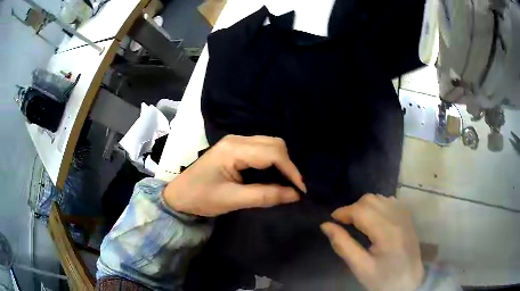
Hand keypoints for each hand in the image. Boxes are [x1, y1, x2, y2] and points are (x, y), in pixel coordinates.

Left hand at [163, 135, 305, 216]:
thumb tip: (295, 195)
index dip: (291, 170)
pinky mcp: (236, 149)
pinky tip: (275, 175)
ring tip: (288, 182)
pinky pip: (262, 150)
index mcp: (234, 149)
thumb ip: (265, 196)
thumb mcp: (232, 200)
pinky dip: (273, 162)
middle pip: (274, 144)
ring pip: (270, 145)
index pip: (273, 153)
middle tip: (295, 186)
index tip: (301, 189)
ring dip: (282, 162)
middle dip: (288, 164)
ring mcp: (236, 142)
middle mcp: (237, 140)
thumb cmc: (201, 197)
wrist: (179, 195)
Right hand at [321, 194, 423, 290]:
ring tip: (357, 222)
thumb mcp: (360, 268)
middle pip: (370, 200)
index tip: (331, 220)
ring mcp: (405, 215)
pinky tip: (373, 219)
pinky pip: (389, 201)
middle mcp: (398, 217)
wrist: (409, 281)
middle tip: (343, 223)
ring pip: (379, 198)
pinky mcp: (407, 216)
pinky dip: (376, 205)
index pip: (361, 210)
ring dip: (364, 206)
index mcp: (387, 232)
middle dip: (352, 208)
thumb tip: (326, 226)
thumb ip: (343, 245)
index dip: (343, 212)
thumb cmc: (384, 278)